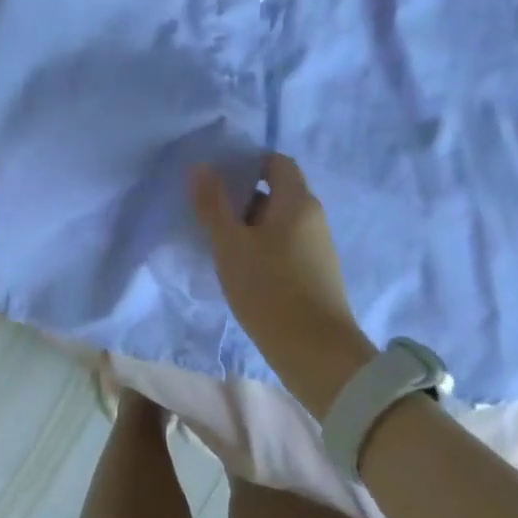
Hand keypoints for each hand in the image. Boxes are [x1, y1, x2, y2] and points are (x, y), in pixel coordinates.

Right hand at [190, 154, 375, 417]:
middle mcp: (313, 217)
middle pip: (276, 191)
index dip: (247, 162)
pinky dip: (262, 246)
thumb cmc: (270, 289)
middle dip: (242, 197)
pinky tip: (240, 267)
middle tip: (208, 210)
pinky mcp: (316, 274)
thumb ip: (213, 204)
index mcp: (297, 201)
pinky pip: (285, 245)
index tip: (217, 176)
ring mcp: (317, 247)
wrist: (317, 354)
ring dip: (249, 224)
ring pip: (278, 221)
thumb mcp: (230, 245)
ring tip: (218, 240)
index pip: (275, 162)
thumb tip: (200, 167)